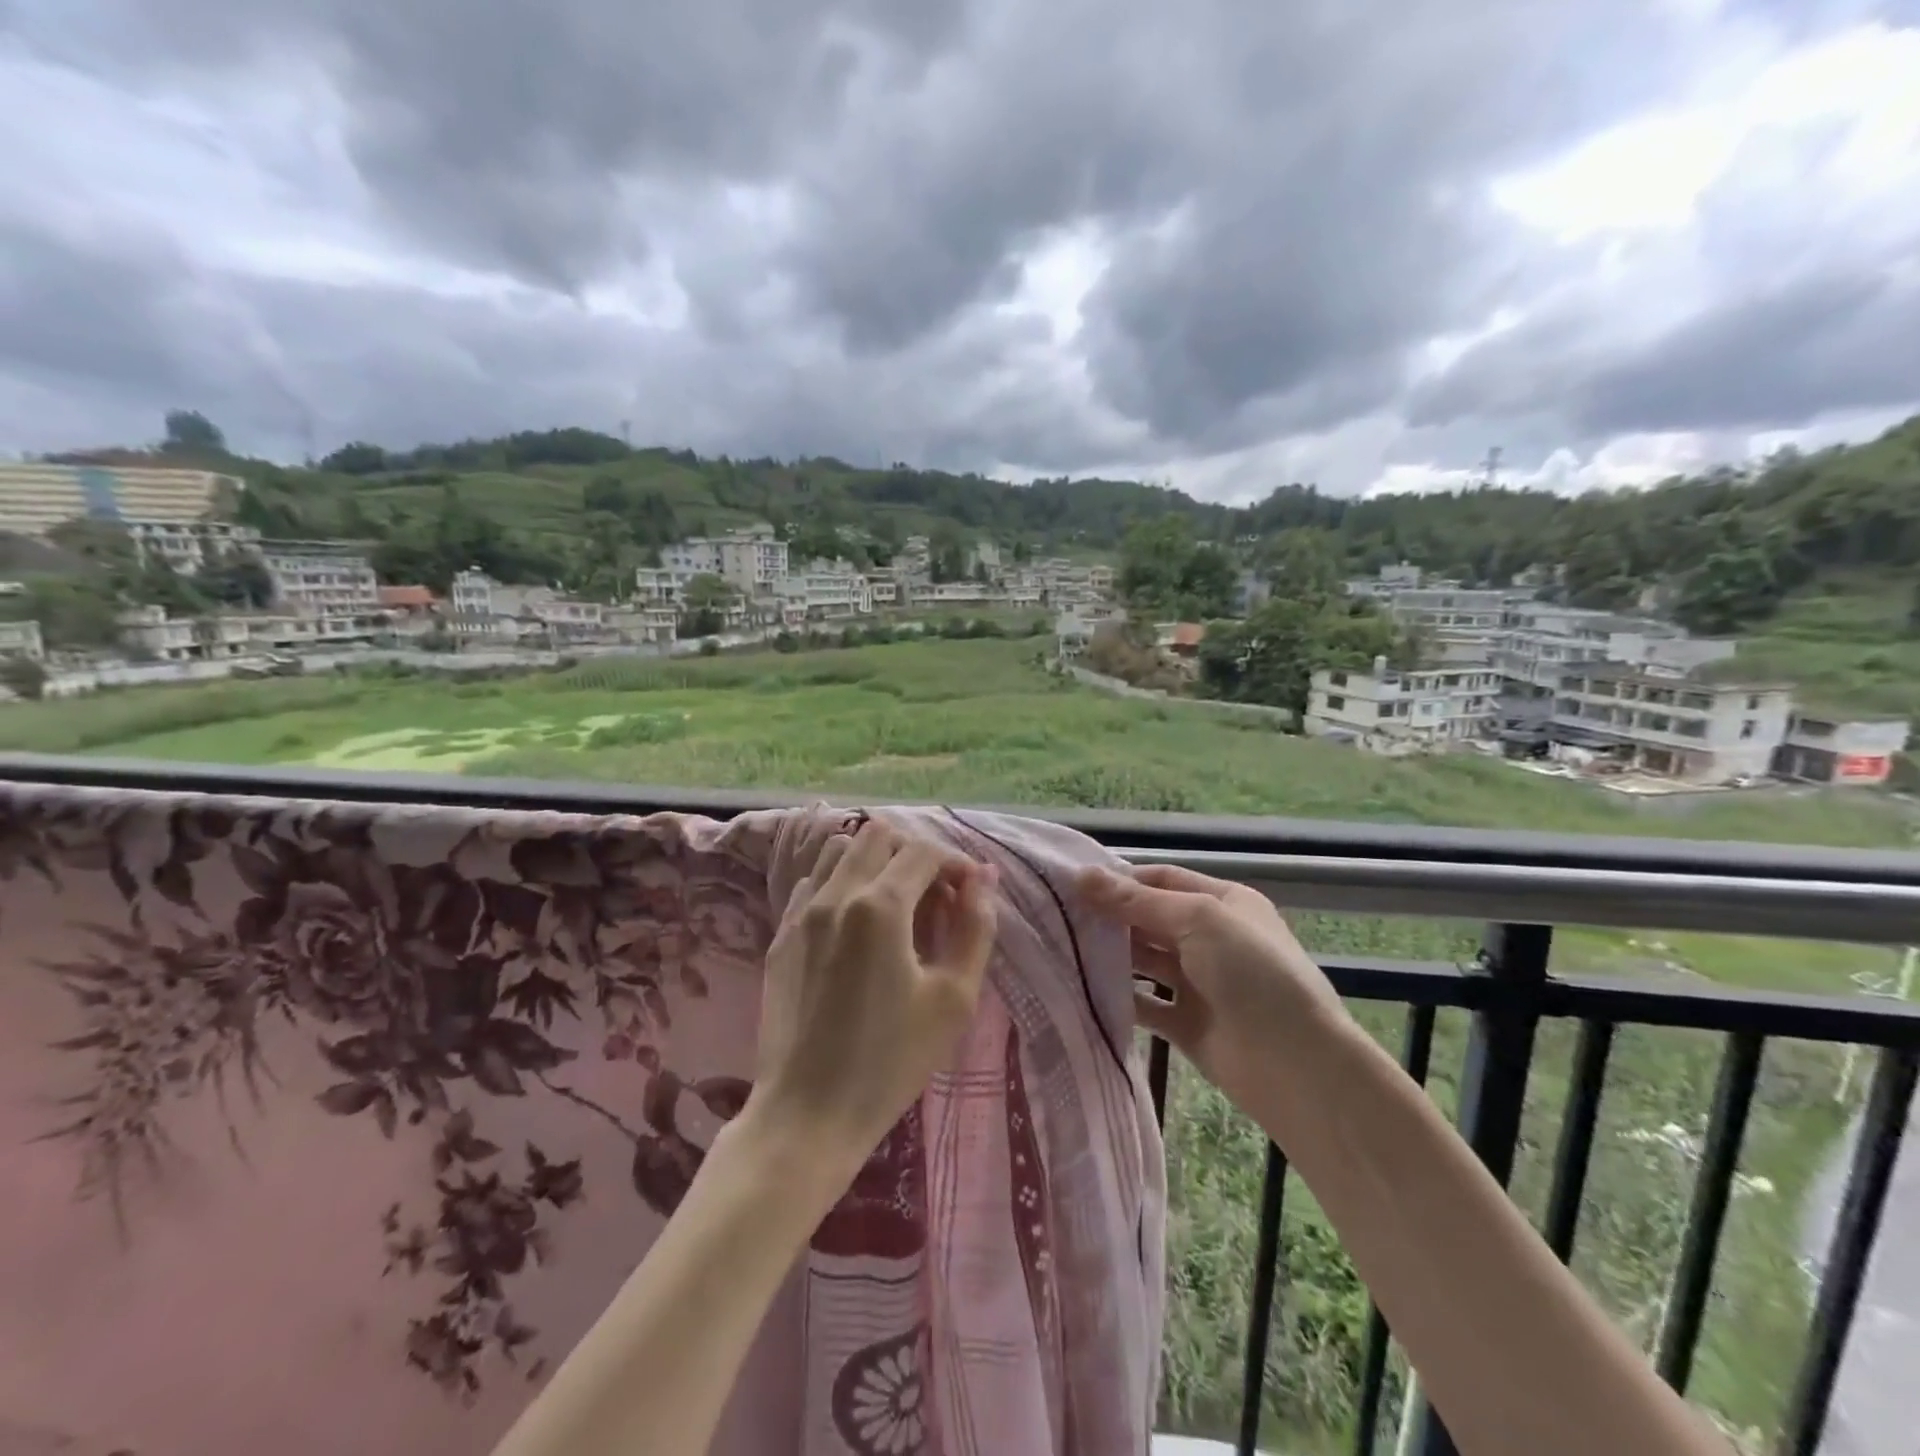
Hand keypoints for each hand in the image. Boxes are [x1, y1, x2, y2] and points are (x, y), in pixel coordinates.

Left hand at [747, 817, 998, 1172]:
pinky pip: (814, 883)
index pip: (924, 851)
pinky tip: (856, 926)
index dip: (957, 863)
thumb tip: (983, 880)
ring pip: (839, 850)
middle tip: (936, 896)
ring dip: (875, 861)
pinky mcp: (781, 935)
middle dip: (915, 853)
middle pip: (878, 835)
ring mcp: (800, 912)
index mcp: (879, 906)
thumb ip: (975, 928)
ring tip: (897, 904)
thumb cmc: (891, 1061)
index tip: (972, 892)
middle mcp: (835, 894)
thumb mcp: (953, 999)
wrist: (808, 1114)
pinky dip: (842, 884)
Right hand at [1078, 862, 1346, 1105]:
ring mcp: (1198, 982)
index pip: (1162, 880)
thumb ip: (1136, 902)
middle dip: (1110, 916)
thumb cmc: (1252, 973)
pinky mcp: (1186, 1023)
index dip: (1121, 880)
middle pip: (1150, 918)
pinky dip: (1119, 995)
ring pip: (1145, 960)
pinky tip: (1083, 989)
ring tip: (1063, 949)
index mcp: (1223, 902)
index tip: (1073, 885)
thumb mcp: (1198, 920)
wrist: (1296, 1066)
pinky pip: (1145, 1003)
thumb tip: (1081, 876)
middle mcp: (1210, 938)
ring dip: (1111, 954)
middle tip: (1059, 917)